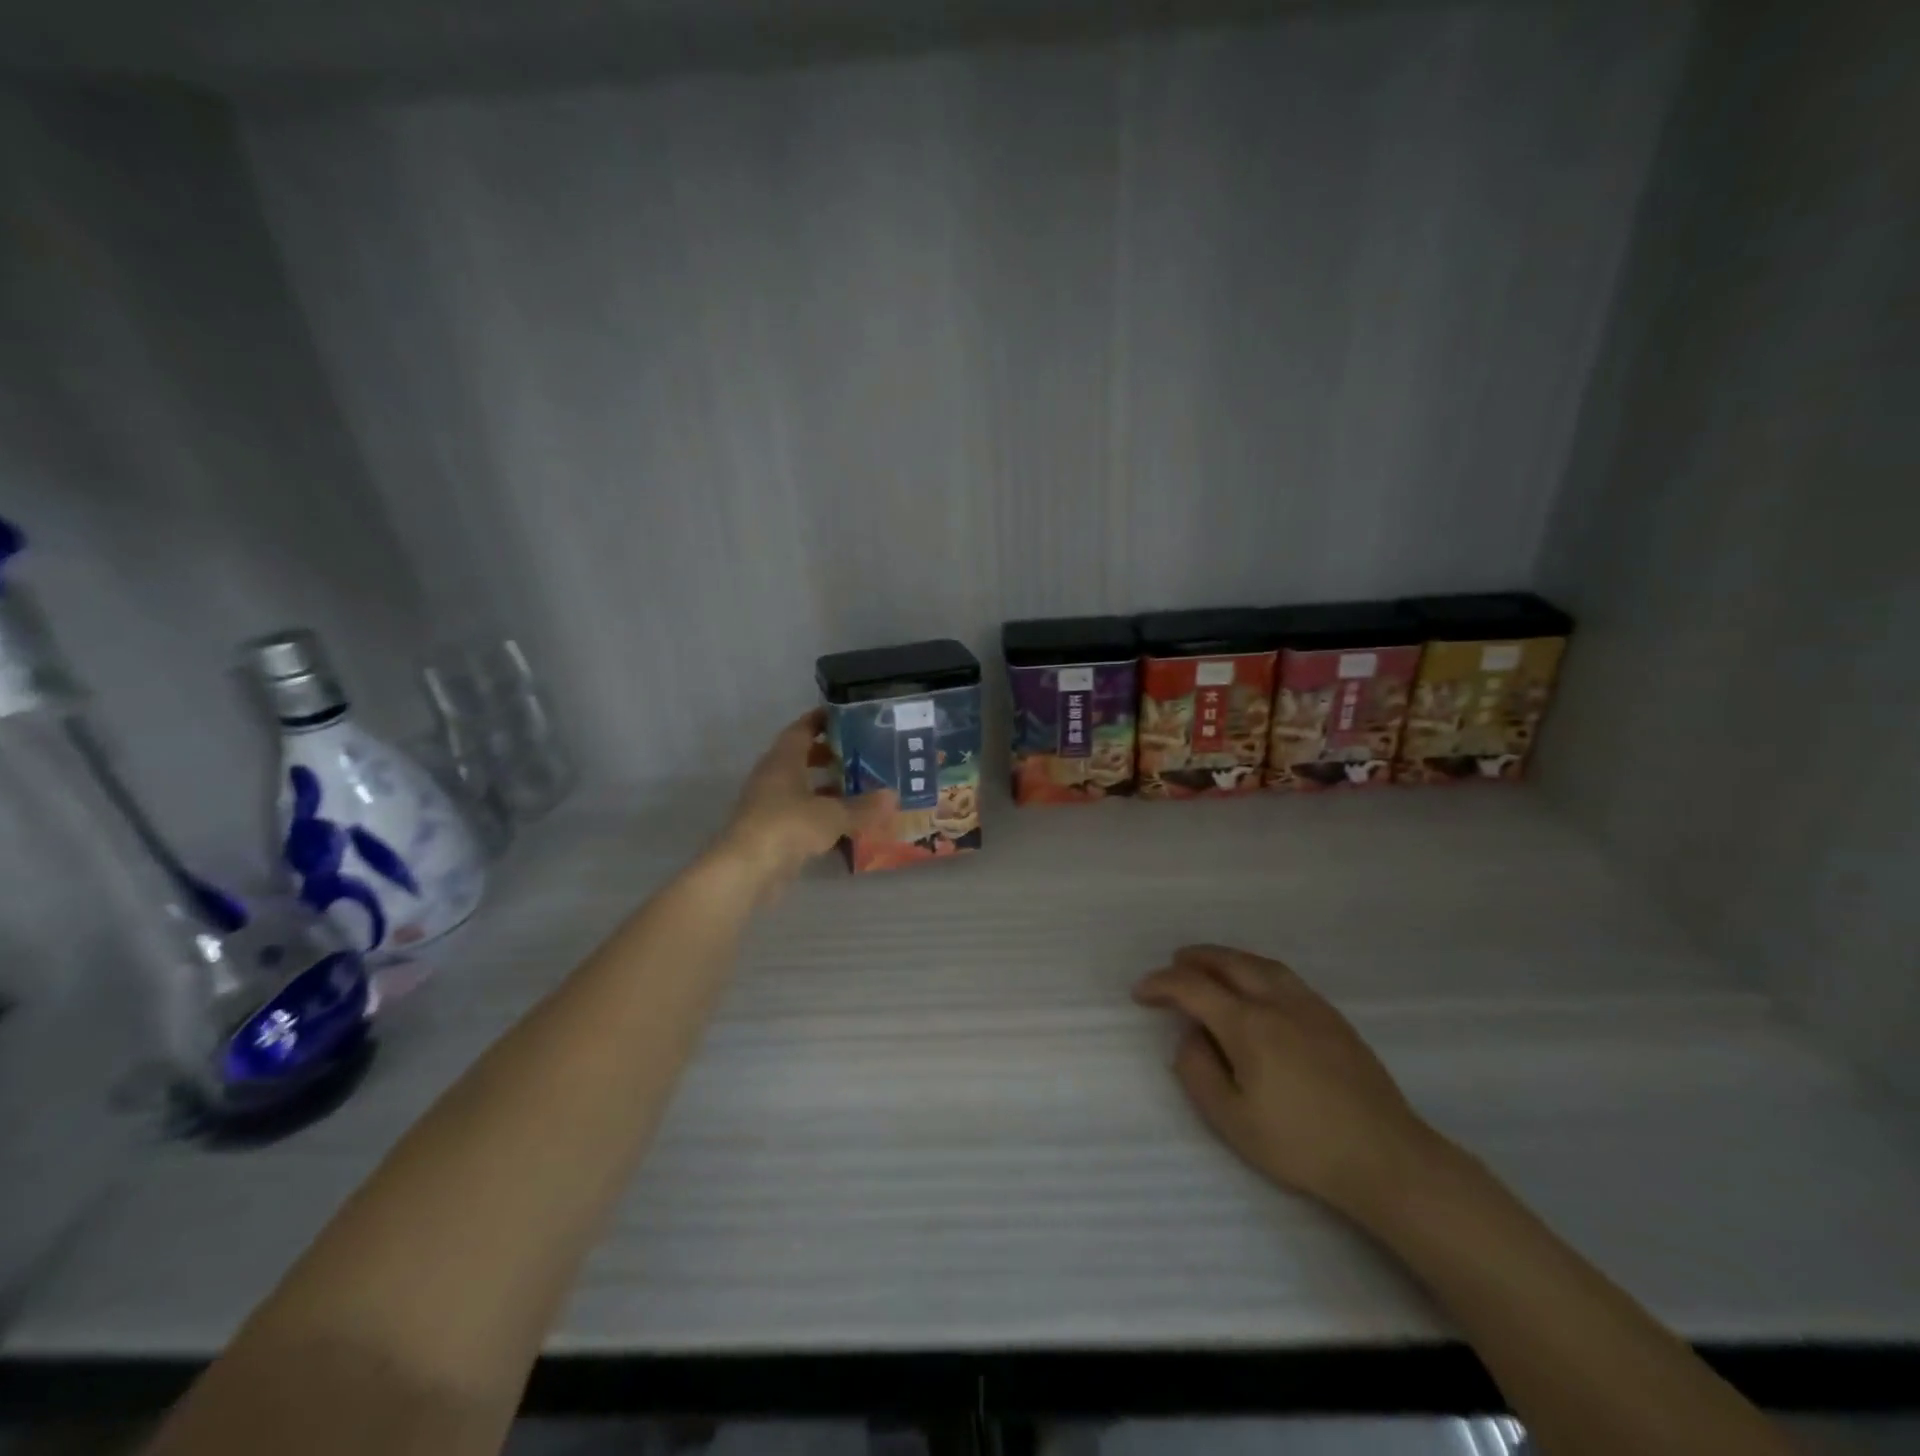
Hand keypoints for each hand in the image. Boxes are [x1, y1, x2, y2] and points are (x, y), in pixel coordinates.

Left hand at [719, 709, 891, 887]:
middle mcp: (773, 777)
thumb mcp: (832, 815)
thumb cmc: (787, 826)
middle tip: (862, 755)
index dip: (822, 720)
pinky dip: (822, 814)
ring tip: (860, 789)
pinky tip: (846, 823)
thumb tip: (893, 796)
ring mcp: (770, 805)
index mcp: (783, 760)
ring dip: (827, 787)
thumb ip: (863, 806)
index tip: (847, 716)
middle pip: (802, 757)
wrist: (746, 870)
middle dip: (830, 755)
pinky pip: (801, 814)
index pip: (802, 729)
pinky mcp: (771, 831)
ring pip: (802, 788)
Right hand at [1133, 945, 1443, 1219]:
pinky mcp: (1333, 1017)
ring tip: (1209, 966)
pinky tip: (1255, 986)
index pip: (1193, 988)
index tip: (1140, 993)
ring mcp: (1310, 1006)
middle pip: (1228, 962)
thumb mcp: (1233, 1120)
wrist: (1386, 1158)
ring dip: (1227, 958)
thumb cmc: (1301, 1144)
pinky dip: (1255, 969)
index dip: (1162, 984)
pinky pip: (1283, 976)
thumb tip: (1191, 1037)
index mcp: (1248, 1024)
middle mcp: (1277, 1002)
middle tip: (1173, 964)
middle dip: (1194, 959)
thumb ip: (1199, 1072)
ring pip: (1259, 963)